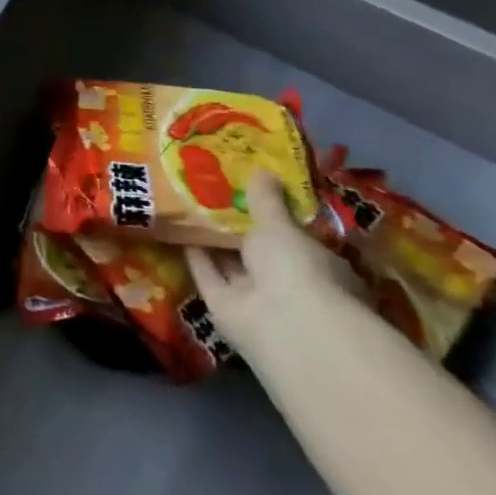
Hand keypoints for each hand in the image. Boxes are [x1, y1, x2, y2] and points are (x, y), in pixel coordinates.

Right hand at [184, 172, 361, 370]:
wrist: (285, 324)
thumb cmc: (300, 269)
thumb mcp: (283, 227)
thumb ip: (268, 201)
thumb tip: (263, 170)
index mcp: (319, 266)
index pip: (297, 239)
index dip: (275, 217)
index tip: (251, 192)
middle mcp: (289, 284)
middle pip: (259, 252)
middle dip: (237, 227)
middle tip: (210, 192)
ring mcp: (256, 297)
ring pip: (230, 263)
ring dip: (211, 239)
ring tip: (185, 203)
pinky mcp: (223, 306)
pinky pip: (207, 274)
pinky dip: (193, 254)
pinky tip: (175, 228)